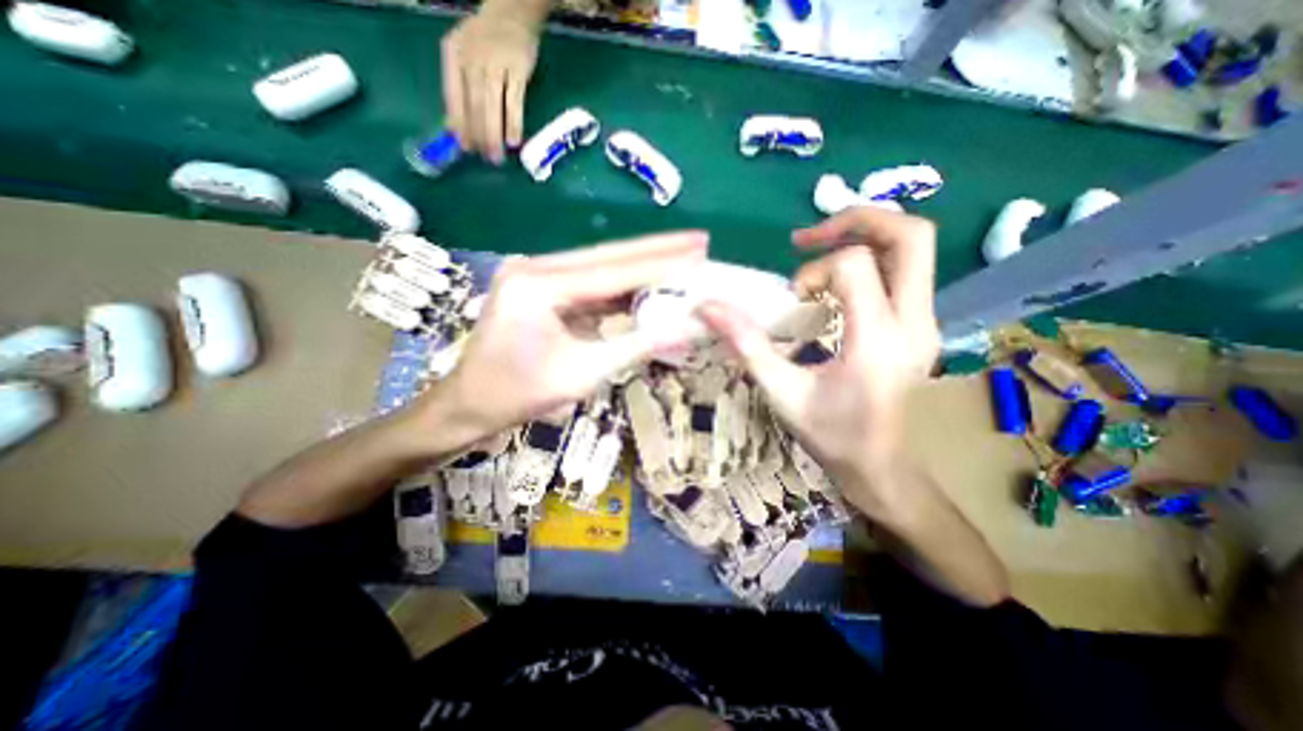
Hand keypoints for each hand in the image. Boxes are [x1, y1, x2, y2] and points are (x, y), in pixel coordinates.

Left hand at [430, 232, 709, 439]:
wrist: (468, 404)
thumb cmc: (520, 396)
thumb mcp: (584, 375)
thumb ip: (637, 346)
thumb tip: (686, 328)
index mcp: (538, 286)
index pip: (613, 270)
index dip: (660, 262)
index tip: (699, 249)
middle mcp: (535, 268)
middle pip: (608, 256)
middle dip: (656, 250)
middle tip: (699, 241)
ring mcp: (536, 275)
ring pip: (601, 266)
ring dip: (642, 266)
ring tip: (683, 259)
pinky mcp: (540, 287)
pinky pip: (589, 282)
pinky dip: (622, 286)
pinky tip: (649, 282)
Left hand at [440, 0, 544, 163]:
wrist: (512, 12)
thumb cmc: (488, 41)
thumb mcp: (466, 55)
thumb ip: (461, 87)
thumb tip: (458, 125)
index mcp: (453, 55)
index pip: (453, 95)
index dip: (458, 123)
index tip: (464, 147)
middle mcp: (472, 58)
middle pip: (474, 104)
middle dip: (479, 135)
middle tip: (485, 158)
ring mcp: (496, 63)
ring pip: (492, 105)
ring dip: (494, 134)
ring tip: (497, 157)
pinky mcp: (518, 69)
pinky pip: (514, 101)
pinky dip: (513, 122)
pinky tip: (514, 141)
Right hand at [704, 207, 936, 506]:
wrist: (884, 468)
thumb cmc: (833, 436)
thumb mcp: (782, 392)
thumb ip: (747, 345)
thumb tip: (708, 307)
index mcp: (879, 340)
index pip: (855, 266)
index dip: (814, 272)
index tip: (794, 302)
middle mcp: (915, 322)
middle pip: (911, 236)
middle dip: (857, 220)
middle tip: (809, 239)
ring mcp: (926, 322)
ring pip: (913, 249)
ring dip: (863, 238)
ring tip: (819, 255)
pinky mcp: (922, 325)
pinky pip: (905, 272)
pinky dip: (869, 262)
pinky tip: (836, 288)